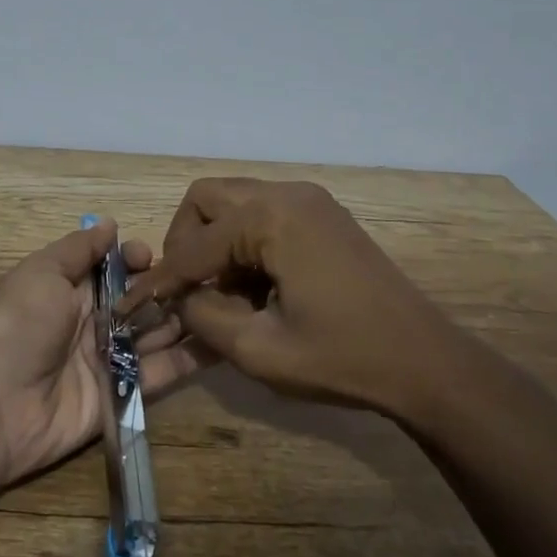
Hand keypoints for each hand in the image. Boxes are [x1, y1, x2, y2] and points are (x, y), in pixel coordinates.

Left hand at [0, 218, 203, 486]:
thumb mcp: (42, 273)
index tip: (153, 257)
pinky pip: (163, 372)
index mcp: (70, 289)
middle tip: (206, 281)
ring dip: (186, 318)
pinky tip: (225, 342)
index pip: (115, 267)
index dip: (137, 259)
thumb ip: (78, 249)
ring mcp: (111, 358)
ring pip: (157, 333)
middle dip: (170, 288)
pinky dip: (192, 359)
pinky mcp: (126, 393)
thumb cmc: (18, 325)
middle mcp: (94, 321)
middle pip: (141, 299)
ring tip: (225, 303)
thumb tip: (110, 223)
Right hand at [116, 179, 472, 424]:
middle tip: (190, 289)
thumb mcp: (260, 350)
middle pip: (206, 199)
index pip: (192, 247)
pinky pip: (263, 213)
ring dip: (215, 242)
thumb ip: (204, 318)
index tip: (128, 305)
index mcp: (270, 219)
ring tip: (227, 293)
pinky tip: (258, 285)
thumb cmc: (344, 359)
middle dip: (185, 242)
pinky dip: (245, 241)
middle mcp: (286, 194)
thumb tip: (179, 298)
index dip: (159, 281)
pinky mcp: (324, 214)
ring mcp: (309, 200)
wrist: (428, 363)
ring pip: (233, 202)